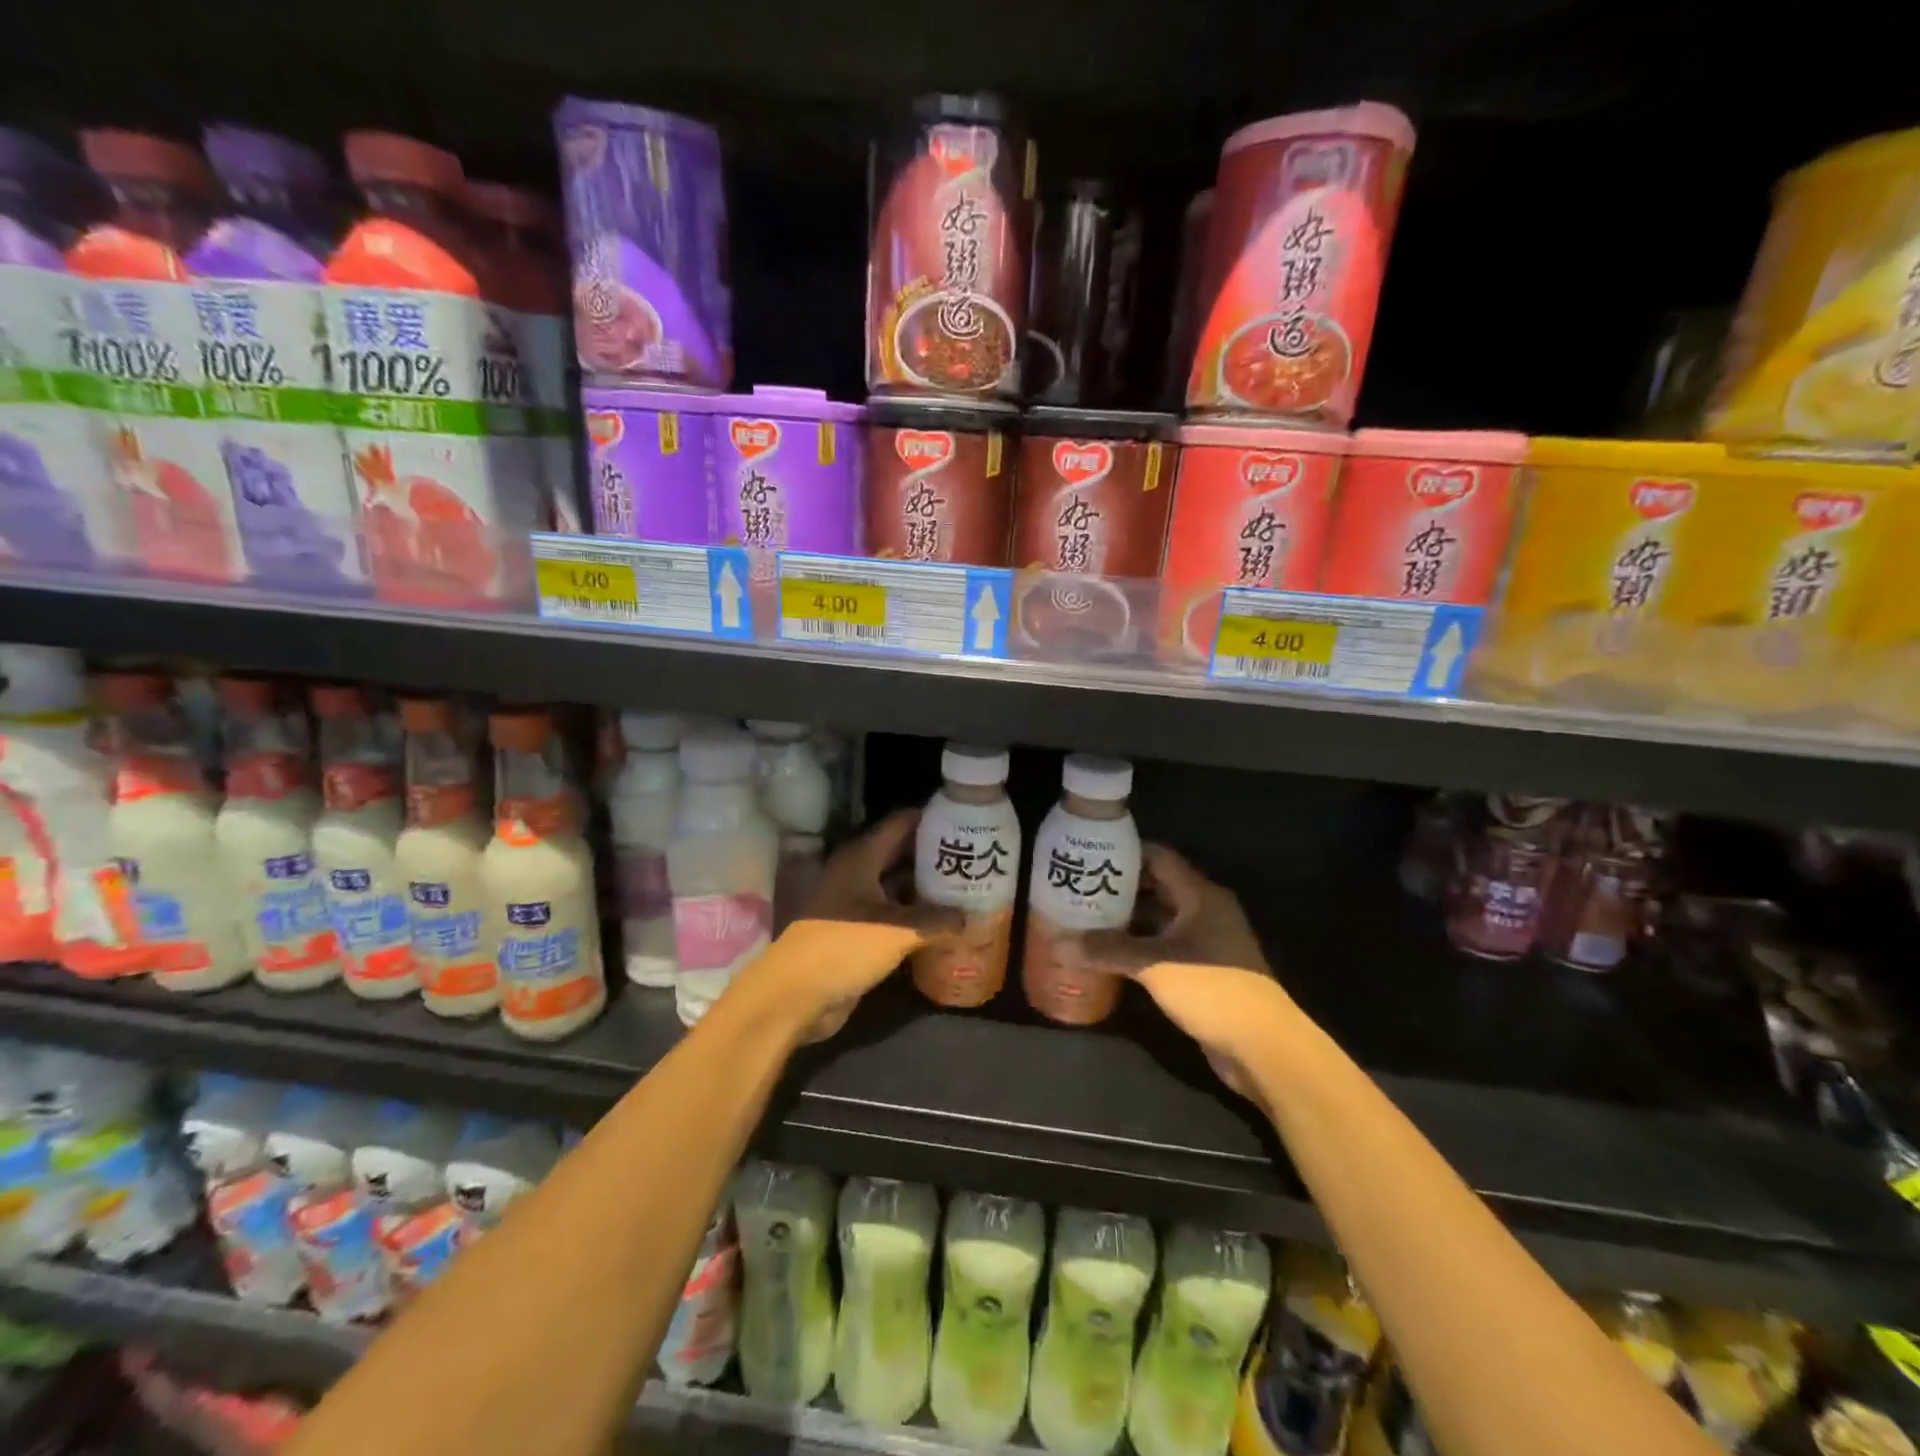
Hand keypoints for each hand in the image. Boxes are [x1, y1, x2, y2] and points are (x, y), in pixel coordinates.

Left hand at [733, 810, 960, 1042]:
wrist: (797, 993)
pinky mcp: (856, 931)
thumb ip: (936, 920)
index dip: (929, 818)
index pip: (899, 824)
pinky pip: (891, 914)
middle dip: (932, 853)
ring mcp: (854, 903)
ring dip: (924, 886)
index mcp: (861, 858)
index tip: (962, 819)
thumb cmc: (845, 946)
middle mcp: (857, 873)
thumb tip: (969, 918)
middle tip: (971, 855)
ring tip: (964, 886)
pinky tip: (941, 921)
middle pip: (899, 853)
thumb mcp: (897, 930)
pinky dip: (914, 914)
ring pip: (895, 885)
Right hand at [1084, 846, 1295, 1102]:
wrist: (1263, 1047)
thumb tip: (1059, 943)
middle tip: (1077, 887)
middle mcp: (1204, 911)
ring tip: (1084, 918)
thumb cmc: (1212, 990)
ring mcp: (1205, 943)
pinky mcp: (1202, 971)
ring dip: (1126, 920)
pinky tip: (1107, 954)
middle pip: (1157, 887)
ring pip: (1158, 920)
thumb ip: (1107, 951)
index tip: (1088, 854)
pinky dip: (1137, 947)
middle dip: (1119, 887)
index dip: (1125, 853)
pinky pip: (1163, 947)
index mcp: (1201, 895)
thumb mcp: (1154, 965)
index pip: (1159, 858)